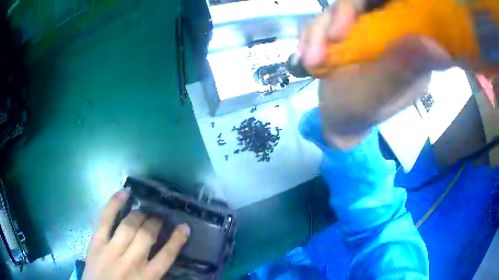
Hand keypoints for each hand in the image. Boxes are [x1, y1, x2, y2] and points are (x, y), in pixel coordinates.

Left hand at [82, 188, 189, 279]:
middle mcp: (132, 262)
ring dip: (140, 214)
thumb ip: (155, 273)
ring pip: (129, 226)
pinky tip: (124, 193)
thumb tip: (164, 255)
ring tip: (144, 209)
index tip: (184, 227)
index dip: (177, 240)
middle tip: (158, 216)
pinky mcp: (96, 243)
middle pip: (147, 236)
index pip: (167, 256)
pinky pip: (106, 220)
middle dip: (155, 222)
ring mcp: (111, 251)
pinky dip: (115, 204)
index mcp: (147, 278)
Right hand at [299, 2, 451, 148]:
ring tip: (310, 61)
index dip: (377, 5)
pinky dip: (311, 34)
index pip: (403, 11)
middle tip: (327, 40)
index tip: (352, 22)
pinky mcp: (350, 31)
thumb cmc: (356, 114)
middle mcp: (393, 35)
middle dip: (339, 16)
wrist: (336, 117)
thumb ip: (399, 71)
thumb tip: (434, 45)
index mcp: (412, 51)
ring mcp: (370, 30)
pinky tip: (305, 56)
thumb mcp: (376, 97)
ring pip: (341, 8)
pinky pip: (327, 18)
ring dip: (319, 31)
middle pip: (366, 3)